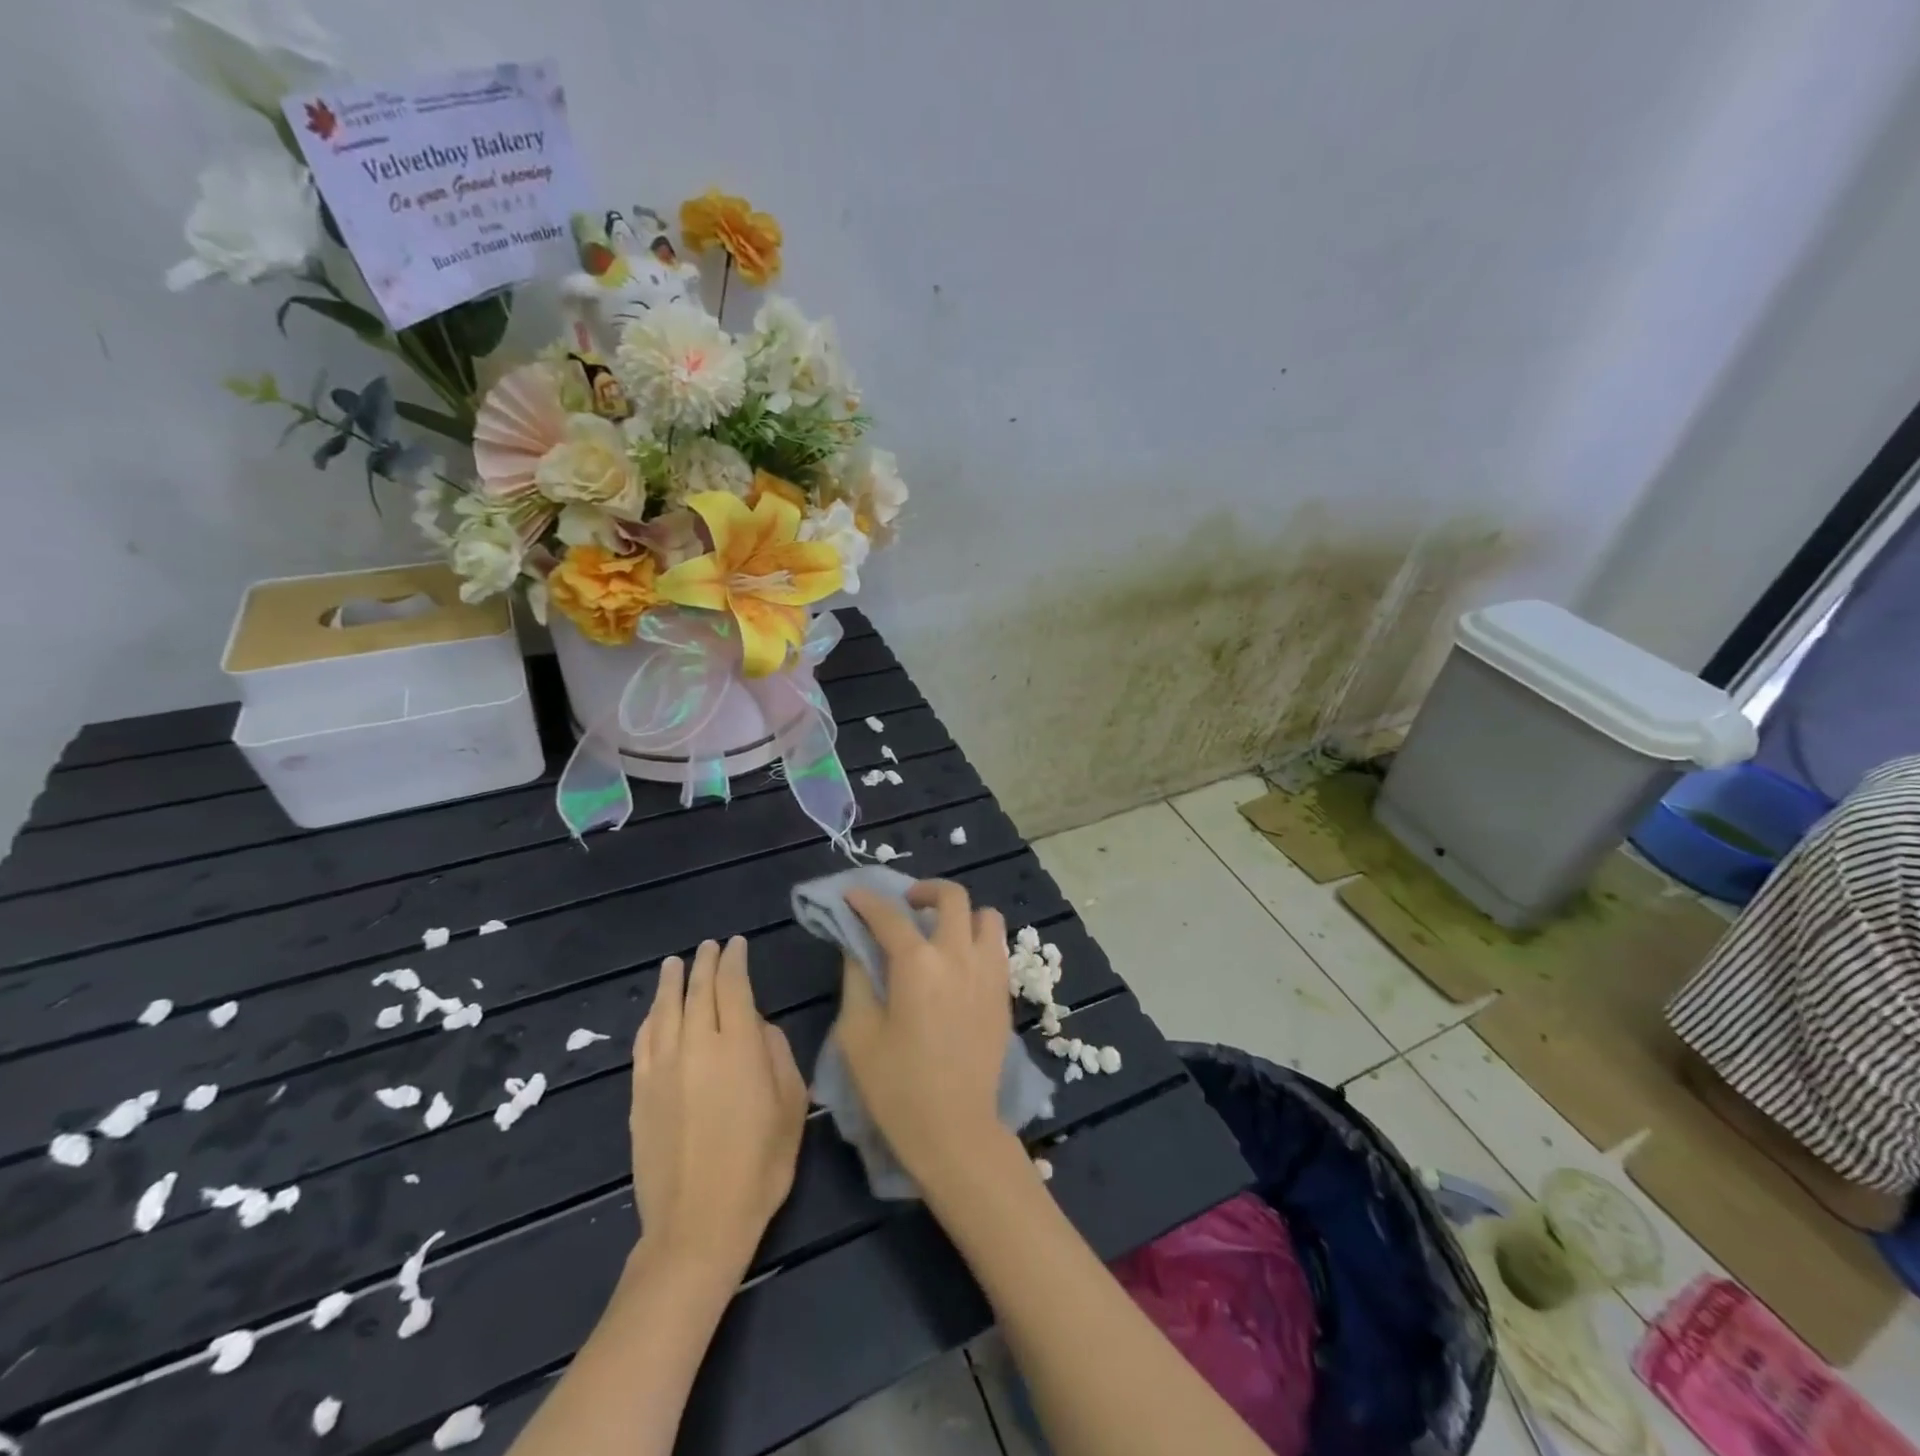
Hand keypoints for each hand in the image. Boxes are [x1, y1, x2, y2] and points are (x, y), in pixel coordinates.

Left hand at [630, 937, 808, 1276]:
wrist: (698, 1224)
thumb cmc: (760, 1165)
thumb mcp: (792, 1105)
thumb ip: (778, 1054)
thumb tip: (758, 1027)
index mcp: (739, 1046)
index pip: (733, 986)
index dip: (735, 961)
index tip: (737, 945)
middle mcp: (697, 1045)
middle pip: (698, 990)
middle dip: (705, 963)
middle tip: (710, 946)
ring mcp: (662, 1068)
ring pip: (665, 1010)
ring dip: (672, 982)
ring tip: (675, 963)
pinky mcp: (639, 1092)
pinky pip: (644, 1041)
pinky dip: (651, 1018)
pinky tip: (655, 1011)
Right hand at [835, 880, 1015, 1183]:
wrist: (956, 1131)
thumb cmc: (897, 1088)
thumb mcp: (858, 1034)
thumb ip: (857, 980)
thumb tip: (859, 947)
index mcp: (917, 964)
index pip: (888, 915)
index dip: (866, 900)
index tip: (852, 895)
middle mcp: (958, 955)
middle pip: (951, 896)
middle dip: (924, 890)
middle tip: (905, 905)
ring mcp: (988, 972)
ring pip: (985, 916)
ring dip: (961, 913)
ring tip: (940, 932)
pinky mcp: (1004, 993)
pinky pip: (996, 946)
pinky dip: (977, 939)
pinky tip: (958, 963)